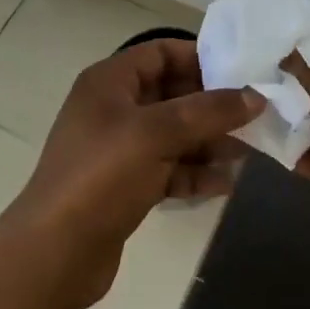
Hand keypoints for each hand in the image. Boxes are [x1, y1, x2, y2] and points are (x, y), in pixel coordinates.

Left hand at [5, 38, 262, 308]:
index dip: (200, 58)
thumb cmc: (101, 176)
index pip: (161, 52)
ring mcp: (120, 149)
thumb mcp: (157, 134)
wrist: (53, 256)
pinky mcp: (127, 185)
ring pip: (174, 134)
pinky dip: (195, 172)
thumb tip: (255, 96)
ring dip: (209, 141)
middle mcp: (114, 108)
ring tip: (249, 151)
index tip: (241, 72)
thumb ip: (208, 111)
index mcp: (111, 82)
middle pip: (173, 94)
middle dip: (212, 105)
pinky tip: (225, 183)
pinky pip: (169, 167)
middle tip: (255, 114)